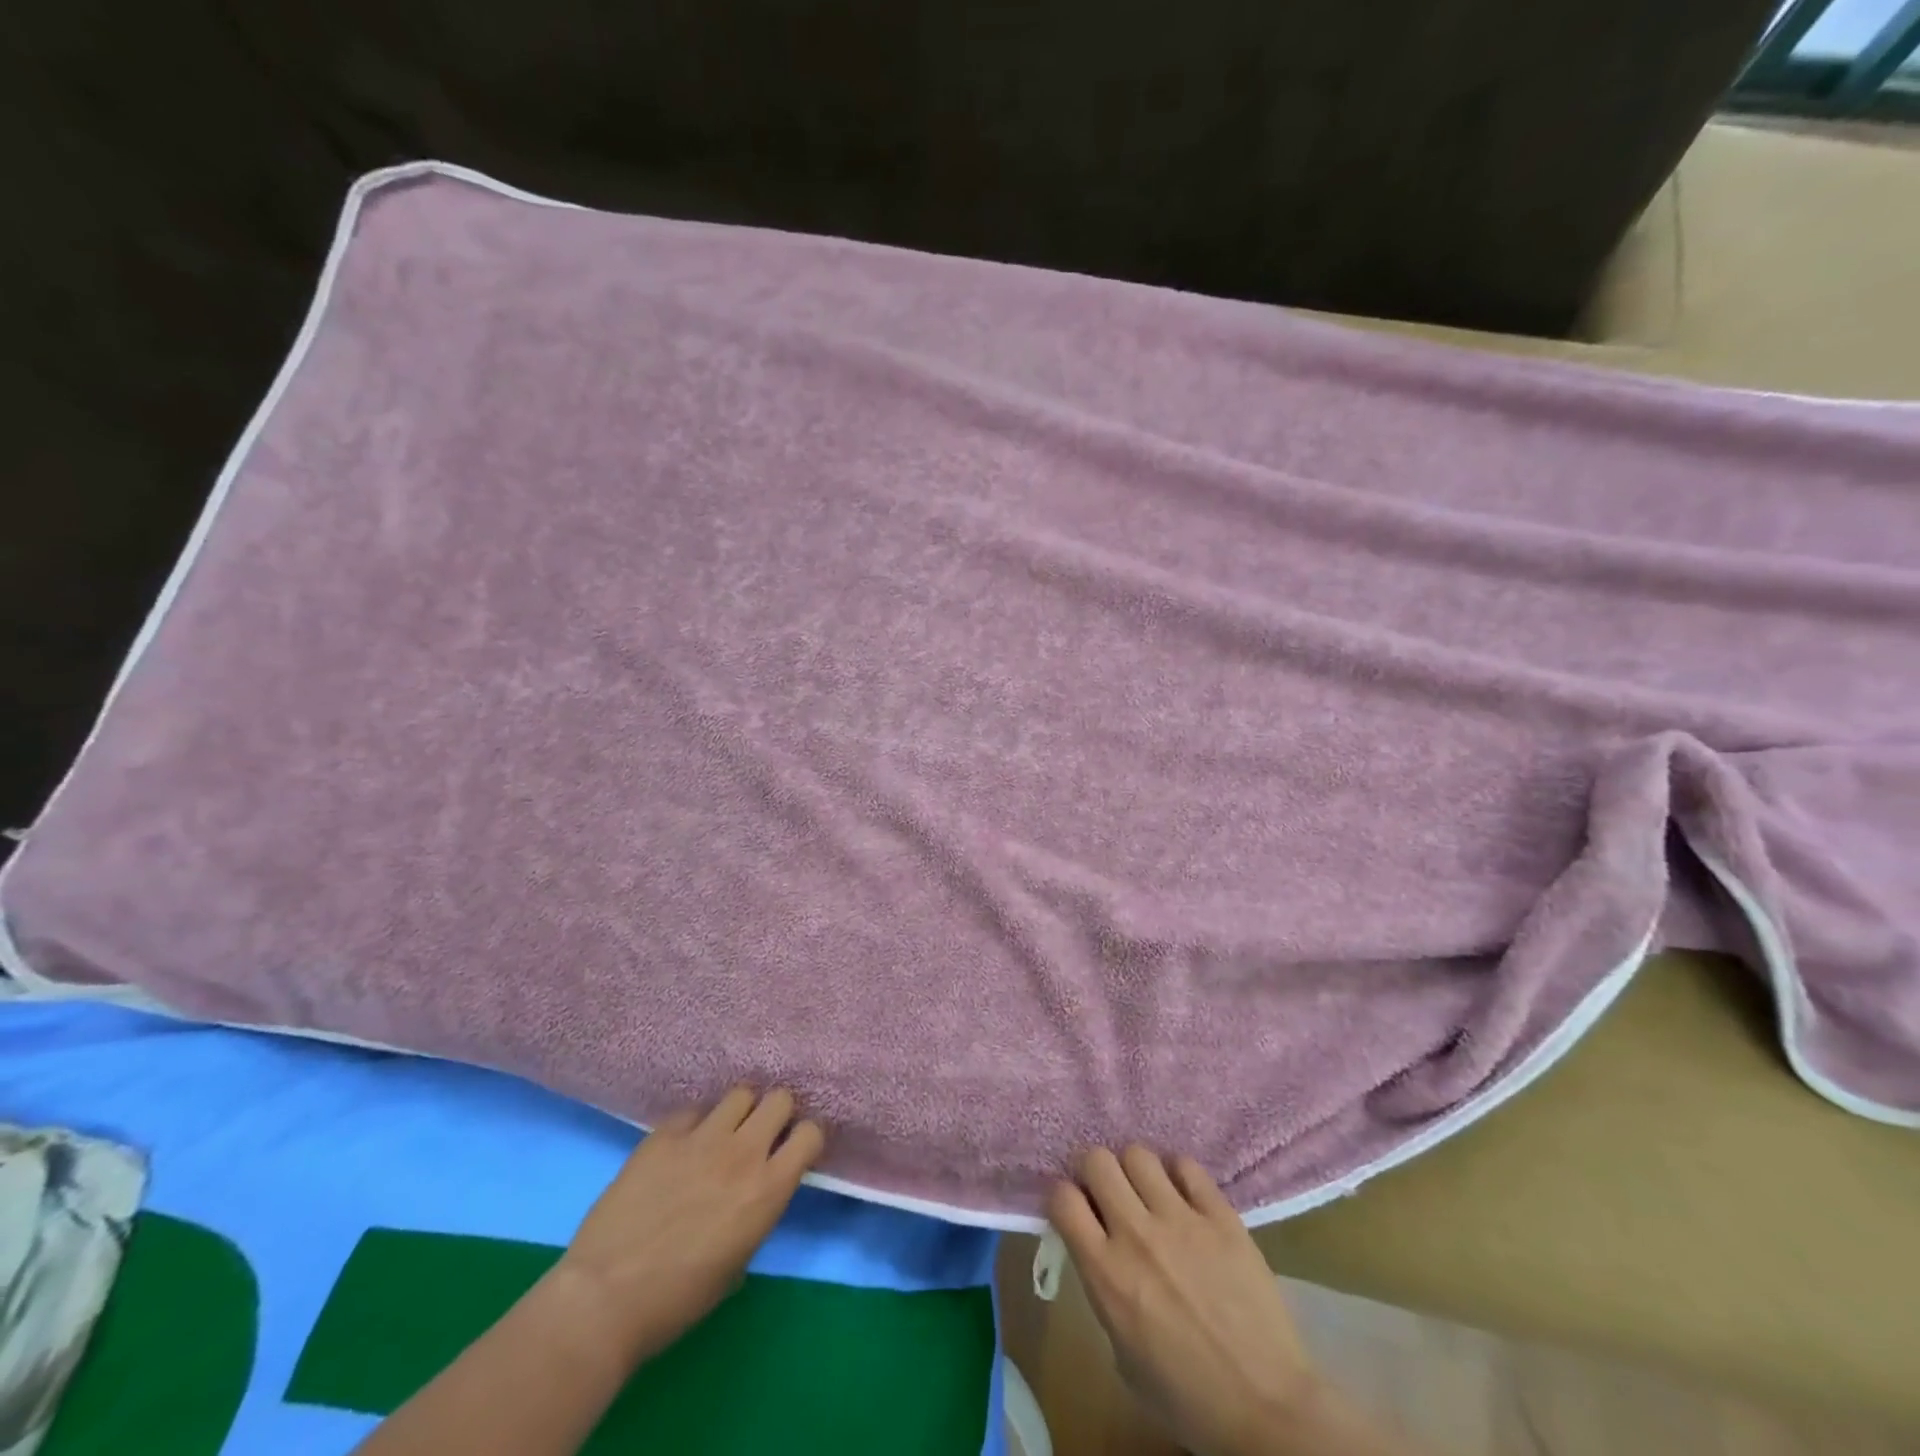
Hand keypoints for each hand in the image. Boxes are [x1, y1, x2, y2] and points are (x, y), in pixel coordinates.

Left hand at [554, 1087, 824, 1368]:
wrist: (604, 1299)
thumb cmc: (676, 1301)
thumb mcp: (737, 1265)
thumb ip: (756, 1216)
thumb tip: (753, 1197)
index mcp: (768, 1190)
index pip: (810, 1133)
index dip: (805, 1139)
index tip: (792, 1151)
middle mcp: (742, 1153)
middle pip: (780, 1098)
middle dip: (776, 1113)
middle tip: (761, 1135)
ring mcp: (701, 1138)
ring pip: (740, 1093)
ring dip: (739, 1112)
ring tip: (724, 1133)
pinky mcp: (663, 1135)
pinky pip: (693, 1111)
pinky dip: (695, 1125)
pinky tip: (681, 1149)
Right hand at [1048, 1147, 1317, 1455]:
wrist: (1267, 1409)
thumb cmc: (1188, 1398)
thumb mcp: (1123, 1355)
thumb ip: (1103, 1290)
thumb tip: (1098, 1251)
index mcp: (1106, 1274)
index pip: (1062, 1198)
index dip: (1064, 1198)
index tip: (1076, 1210)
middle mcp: (1137, 1234)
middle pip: (1097, 1160)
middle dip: (1095, 1173)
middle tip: (1108, 1194)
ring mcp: (1181, 1219)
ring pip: (1139, 1154)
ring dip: (1136, 1171)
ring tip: (1148, 1193)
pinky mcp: (1220, 1215)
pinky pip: (1186, 1165)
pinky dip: (1178, 1174)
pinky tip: (1184, 1196)